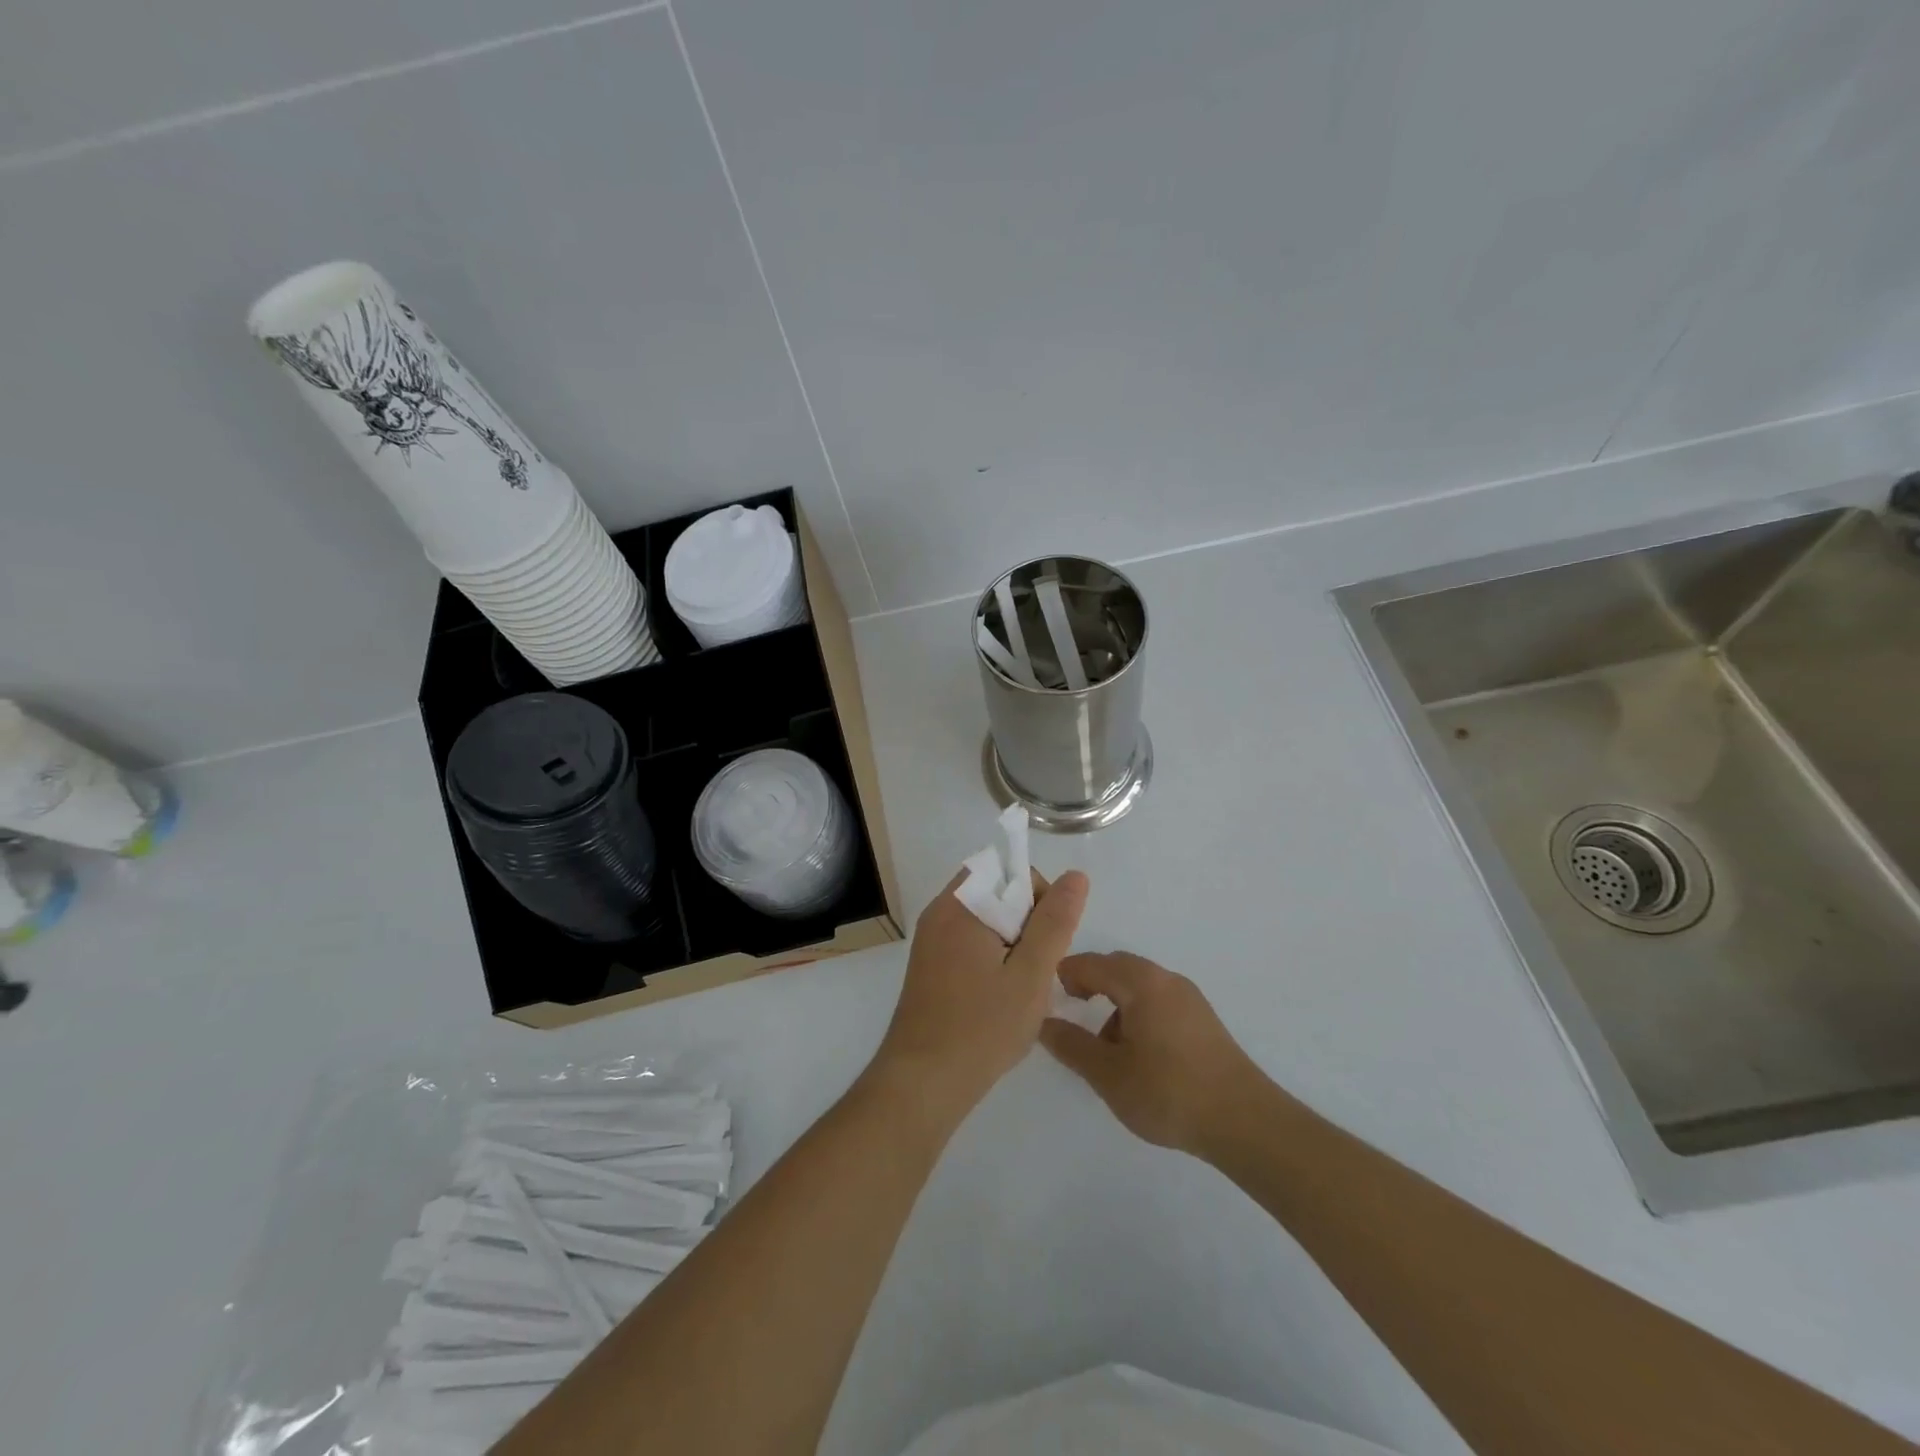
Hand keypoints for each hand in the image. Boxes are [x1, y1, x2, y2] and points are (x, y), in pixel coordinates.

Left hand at [868, 870, 1089, 1119]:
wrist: (923, 1083)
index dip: (1039, 897)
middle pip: (996, 894)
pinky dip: (992, 960)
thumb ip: (1055, 922)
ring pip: (986, 922)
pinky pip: (969, 944)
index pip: (1007, 871)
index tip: (1047, 941)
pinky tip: (1001, 998)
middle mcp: (939, 914)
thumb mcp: (1030, 974)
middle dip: (1026, 924)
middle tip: (1036, 970)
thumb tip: (1075, 876)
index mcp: (959, 906)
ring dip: (1012, 945)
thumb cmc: (981, 1027)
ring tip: (1021, 988)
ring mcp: (930, 941)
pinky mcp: (930, 966)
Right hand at [1039, 952, 1264, 1156]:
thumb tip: (1043, 1023)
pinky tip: (1138, 1054)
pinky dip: (1137, 1014)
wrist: (1245, 1122)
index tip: (1046, 997)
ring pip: (1139, 985)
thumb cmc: (1168, 1092)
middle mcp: (1166, 979)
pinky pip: (1158, 1001)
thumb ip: (1071, 1045)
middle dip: (1090, 984)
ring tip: (1104, 1046)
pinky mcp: (1203, 1020)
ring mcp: (1189, 998)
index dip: (1064, 974)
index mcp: (1141, 983)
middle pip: (1117, 967)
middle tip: (1070, 1011)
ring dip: (1115, 1002)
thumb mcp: (1108, 1074)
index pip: (1092, 963)